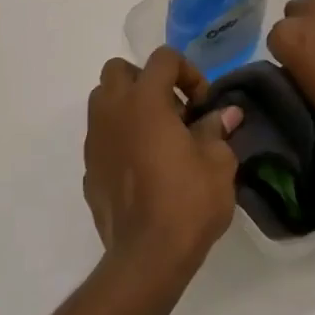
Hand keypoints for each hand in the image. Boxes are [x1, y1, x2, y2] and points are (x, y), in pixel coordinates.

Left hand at [83, 48, 241, 276]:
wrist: (146, 256)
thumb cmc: (187, 201)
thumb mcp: (218, 163)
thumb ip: (217, 129)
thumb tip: (225, 113)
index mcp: (145, 100)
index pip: (163, 58)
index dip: (188, 72)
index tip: (203, 104)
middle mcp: (113, 111)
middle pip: (119, 70)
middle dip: (146, 80)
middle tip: (172, 110)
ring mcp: (95, 140)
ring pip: (103, 101)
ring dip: (128, 106)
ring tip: (157, 136)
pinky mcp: (88, 168)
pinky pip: (102, 137)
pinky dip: (119, 139)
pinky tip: (142, 168)